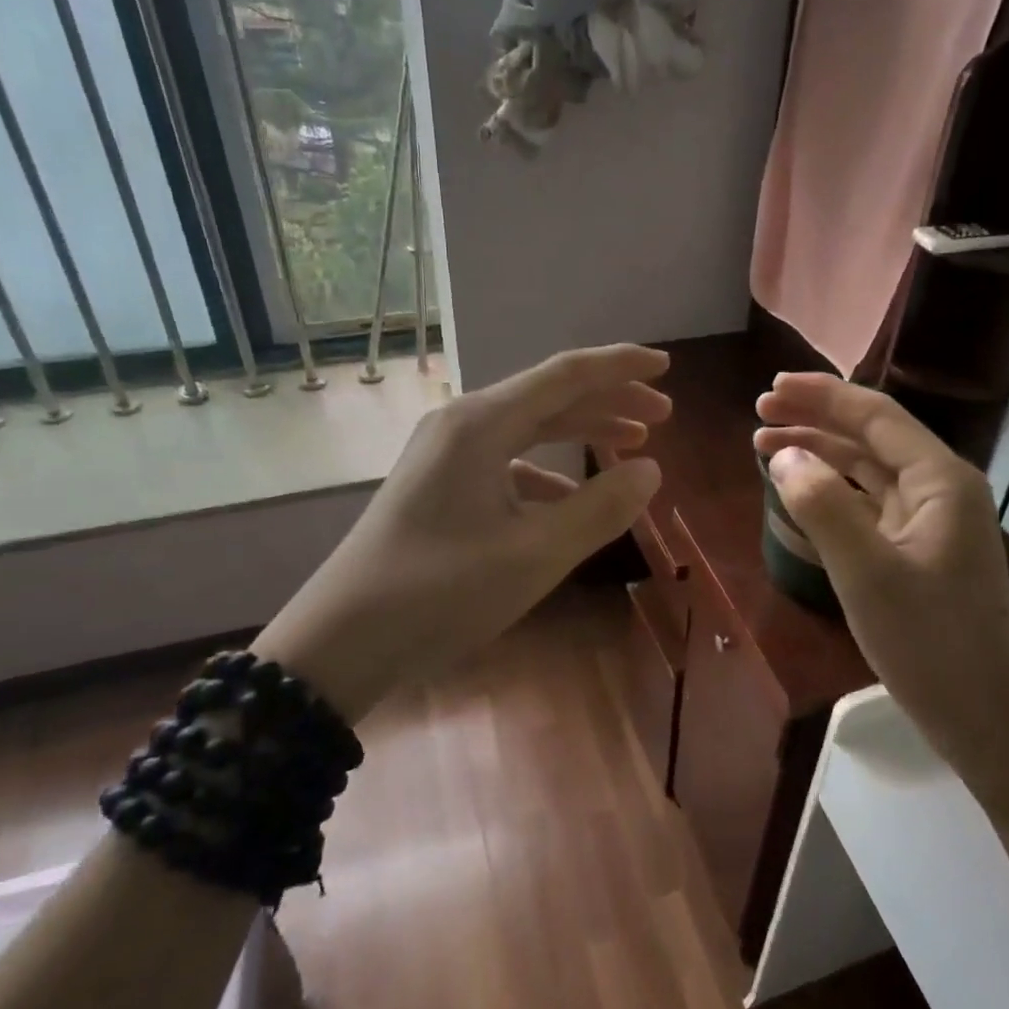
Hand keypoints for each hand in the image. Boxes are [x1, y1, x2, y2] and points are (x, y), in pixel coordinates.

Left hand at [257, 345, 669, 719]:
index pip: (566, 375)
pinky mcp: (438, 485)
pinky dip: (547, 472)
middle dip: (609, 400)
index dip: (620, 366)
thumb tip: (650, 470)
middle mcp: (461, 424)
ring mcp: (444, 454)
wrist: (340, 642)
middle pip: (548, 397)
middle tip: (662, 415)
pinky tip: (571, 500)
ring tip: (631, 445)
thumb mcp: (535, 555)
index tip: (667, 365)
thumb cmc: (440, 593)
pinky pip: (506, 463)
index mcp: (482, 424)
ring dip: (581, 433)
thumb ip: (600, 508)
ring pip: (528, 428)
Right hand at [755, 373, 1008, 797]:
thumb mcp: (867, 573)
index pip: (875, 416)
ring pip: (867, 470)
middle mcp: (940, 489)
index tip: (770, 389)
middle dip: (815, 420)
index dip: (821, 396)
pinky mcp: (917, 551)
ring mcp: (931, 521)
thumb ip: (823, 506)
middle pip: (871, 437)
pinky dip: (832, 491)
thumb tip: (783, 455)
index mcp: (941, 480)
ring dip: (819, 454)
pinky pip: (868, 503)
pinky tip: (800, 492)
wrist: (984, 718)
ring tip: (765, 447)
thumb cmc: (929, 643)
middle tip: (759, 416)